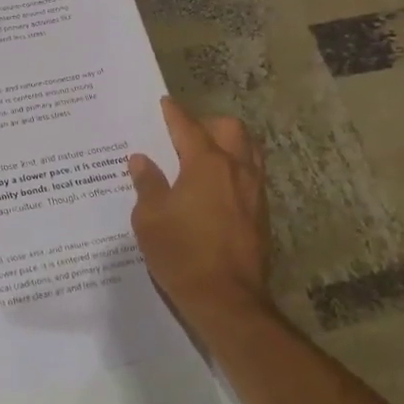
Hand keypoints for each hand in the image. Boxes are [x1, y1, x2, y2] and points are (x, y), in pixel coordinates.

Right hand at [128, 97, 273, 332]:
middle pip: (229, 129)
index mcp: (206, 164)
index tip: (164, 103)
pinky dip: (234, 170)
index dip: (173, 113)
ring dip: (228, 145)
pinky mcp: (262, 214)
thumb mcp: (150, 218)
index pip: (188, 127)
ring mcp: (254, 192)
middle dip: (207, 124)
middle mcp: (236, 169)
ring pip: (248, 151)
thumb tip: (142, 160)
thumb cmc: (182, 253)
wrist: (227, 300)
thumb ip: (147, 184)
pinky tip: (215, 189)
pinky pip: (251, 176)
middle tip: (184, 135)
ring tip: (203, 158)